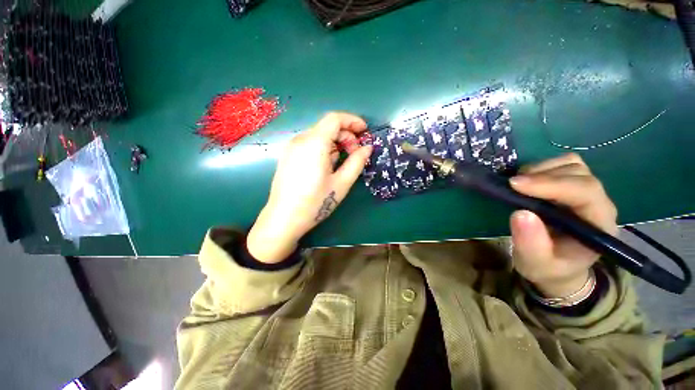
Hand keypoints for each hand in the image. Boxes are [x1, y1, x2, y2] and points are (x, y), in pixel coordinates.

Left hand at [247, 112, 372, 262]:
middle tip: (355, 154)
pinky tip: (327, 166)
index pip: (335, 119)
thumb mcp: (341, 183)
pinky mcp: (288, 156)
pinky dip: (323, 148)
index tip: (364, 132)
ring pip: (319, 135)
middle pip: (327, 127)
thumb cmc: (315, 203)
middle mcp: (300, 140)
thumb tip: (367, 148)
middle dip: (346, 136)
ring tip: (341, 164)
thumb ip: (357, 162)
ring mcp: (291, 147)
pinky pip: (310, 144)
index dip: (353, 121)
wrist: (283, 219)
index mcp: (314, 143)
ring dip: (335, 143)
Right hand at [509, 153, 617, 297]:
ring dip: (540, 170)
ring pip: (570, 164)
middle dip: (542, 176)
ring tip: (518, 185)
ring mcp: (586, 191)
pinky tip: (525, 182)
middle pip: (578, 173)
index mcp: (598, 224)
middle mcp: (598, 202)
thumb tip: (520, 213)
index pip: (585, 192)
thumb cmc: (549, 267)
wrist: (558, 266)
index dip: (551, 184)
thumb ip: (531, 243)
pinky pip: (560, 164)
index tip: (515, 185)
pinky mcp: (572, 186)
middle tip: (511, 186)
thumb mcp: (536, 263)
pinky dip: (539, 168)